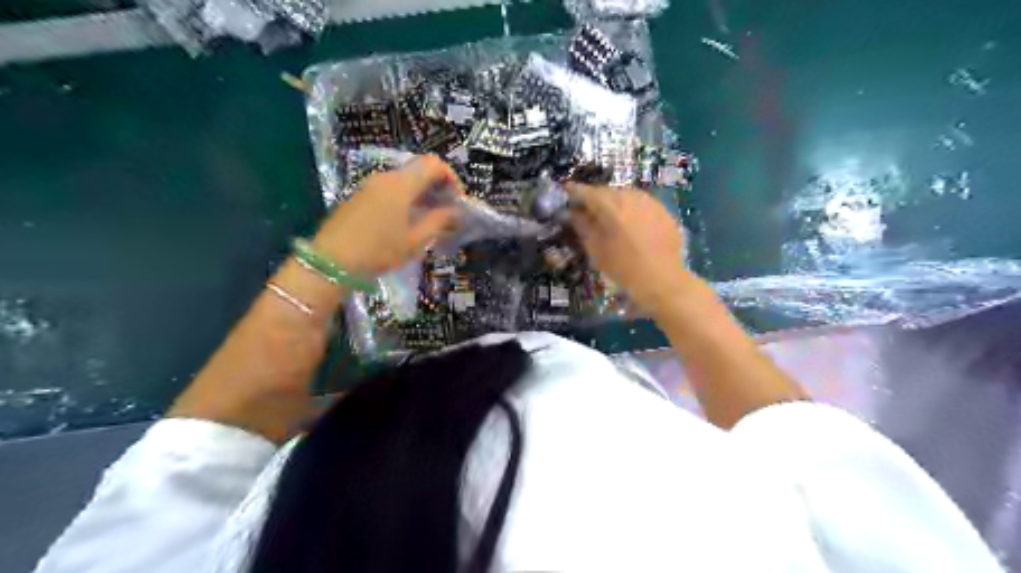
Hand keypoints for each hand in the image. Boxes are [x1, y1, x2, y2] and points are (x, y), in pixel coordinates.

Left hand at [313, 155, 465, 274]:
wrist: (331, 262)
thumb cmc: (379, 251)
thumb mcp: (415, 240)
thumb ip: (439, 221)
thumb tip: (455, 211)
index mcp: (402, 184)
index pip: (434, 164)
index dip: (451, 178)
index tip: (457, 201)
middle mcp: (386, 177)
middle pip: (419, 170)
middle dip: (437, 187)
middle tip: (446, 213)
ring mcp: (370, 185)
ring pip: (404, 180)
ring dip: (421, 194)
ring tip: (428, 220)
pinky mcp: (360, 195)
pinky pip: (389, 189)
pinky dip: (405, 198)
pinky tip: (405, 222)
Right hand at [566, 184, 694, 312]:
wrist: (663, 281)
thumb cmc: (624, 269)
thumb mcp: (596, 250)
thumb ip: (583, 227)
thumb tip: (574, 213)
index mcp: (610, 206)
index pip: (586, 192)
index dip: (574, 191)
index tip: (566, 192)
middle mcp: (630, 197)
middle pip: (607, 191)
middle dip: (595, 199)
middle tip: (587, 210)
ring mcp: (650, 202)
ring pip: (625, 195)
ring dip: (614, 203)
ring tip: (609, 218)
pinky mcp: (664, 211)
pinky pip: (641, 204)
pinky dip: (631, 210)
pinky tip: (631, 225)